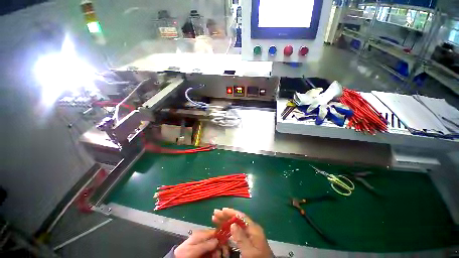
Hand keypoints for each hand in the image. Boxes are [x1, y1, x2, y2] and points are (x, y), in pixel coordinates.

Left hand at [174, 230, 219, 257]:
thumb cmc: (184, 254)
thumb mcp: (193, 249)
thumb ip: (205, 244)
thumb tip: (217, 240)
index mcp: (201, 234)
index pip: (214, 232)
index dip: (221, 237)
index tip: (225, 244)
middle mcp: (204, 237)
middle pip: (216, 239)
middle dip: (221, 245)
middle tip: (223, 253)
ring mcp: (204, 244)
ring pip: (215, 245)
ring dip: (219, 250)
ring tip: (218, 256)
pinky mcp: (203, 250)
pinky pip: (212, 251)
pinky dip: (215, 254)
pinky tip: (215, 257)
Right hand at [212, 208, 272, 257]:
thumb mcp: (249, 251)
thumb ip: (241, 238)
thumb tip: (232, 224)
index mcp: (253, 228)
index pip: (241, 216)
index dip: (231, 212)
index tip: (221, 210)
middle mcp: (251, 228)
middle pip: (237, 219)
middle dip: (226, 216)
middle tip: (215, 214)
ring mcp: (250, 234)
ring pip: (236, 224)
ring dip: (226, 221)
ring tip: (216, 219)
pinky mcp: (248, 240)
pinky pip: (237, 231)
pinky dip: (229, 228)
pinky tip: (223, 228)